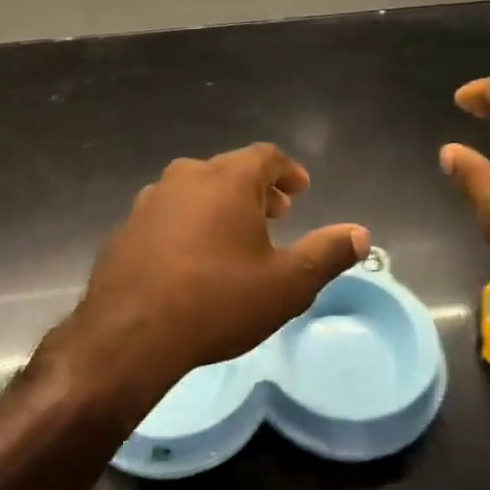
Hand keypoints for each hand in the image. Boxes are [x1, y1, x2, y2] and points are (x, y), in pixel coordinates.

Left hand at [59, 144, 369, 416]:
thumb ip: (327, 254)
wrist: (130, 333)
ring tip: (237, 236)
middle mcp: (187, 176)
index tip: (301, 189)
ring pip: (196, 190)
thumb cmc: (218, 300)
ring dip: (221, 205)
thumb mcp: (286, 284)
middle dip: (257, 189)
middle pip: (230, 170)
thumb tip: (361, 234)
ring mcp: (151, 200)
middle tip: (277, 214)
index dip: (287, 171)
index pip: (266, 156)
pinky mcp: (127, 227)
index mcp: (227, 178)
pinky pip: (169, 214)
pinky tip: (194, 257)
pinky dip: (190, 223)